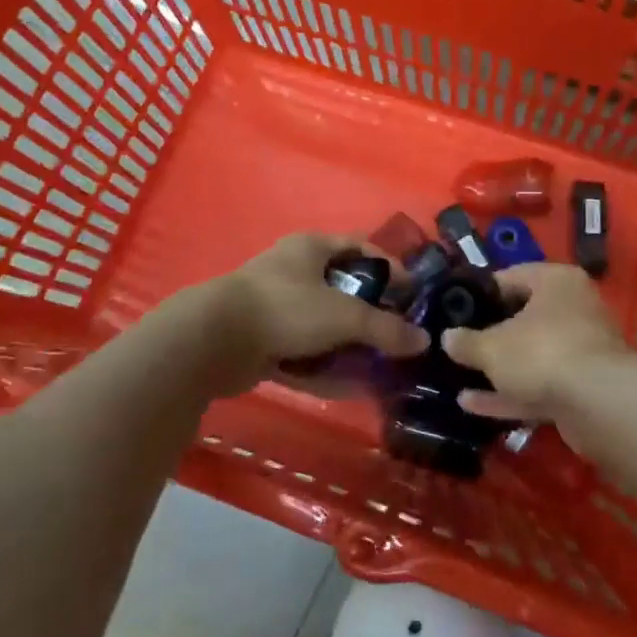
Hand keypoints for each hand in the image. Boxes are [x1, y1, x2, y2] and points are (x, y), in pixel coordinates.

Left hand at [185, 233, 427, 396]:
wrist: (213, 341)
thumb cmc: (285, 308)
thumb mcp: (344, 315)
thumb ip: (385, 328)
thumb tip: (423, 340)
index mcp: (312, 248)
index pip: (360, 248)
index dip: (389, 266)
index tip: (412, 293)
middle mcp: (294, 272)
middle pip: (343, 290)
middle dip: (371, 314)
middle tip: (398, 335)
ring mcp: (277, 308)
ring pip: (324, 326)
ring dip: (349, 347)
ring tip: (379, 367)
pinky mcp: (263, 342)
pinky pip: (304, 354)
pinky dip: (324, 369)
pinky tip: (349, 388)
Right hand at [441, 263, 630, 449]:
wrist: (600, 404)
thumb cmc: (542, 352)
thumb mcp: (492, 346)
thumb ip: (467, 342)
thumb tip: (447, 338)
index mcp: (556, 282)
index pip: (511, 276)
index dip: (480, 293)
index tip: (454, 310)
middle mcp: (574, 308)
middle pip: (524, 317)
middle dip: (491, 334)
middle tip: (458, 344)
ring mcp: (582, 350)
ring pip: (533, 355)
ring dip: (499, 369)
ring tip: (459, 377)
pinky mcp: (584, 388)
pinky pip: (540, 385)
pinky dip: (510, 393)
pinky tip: (474, 405)